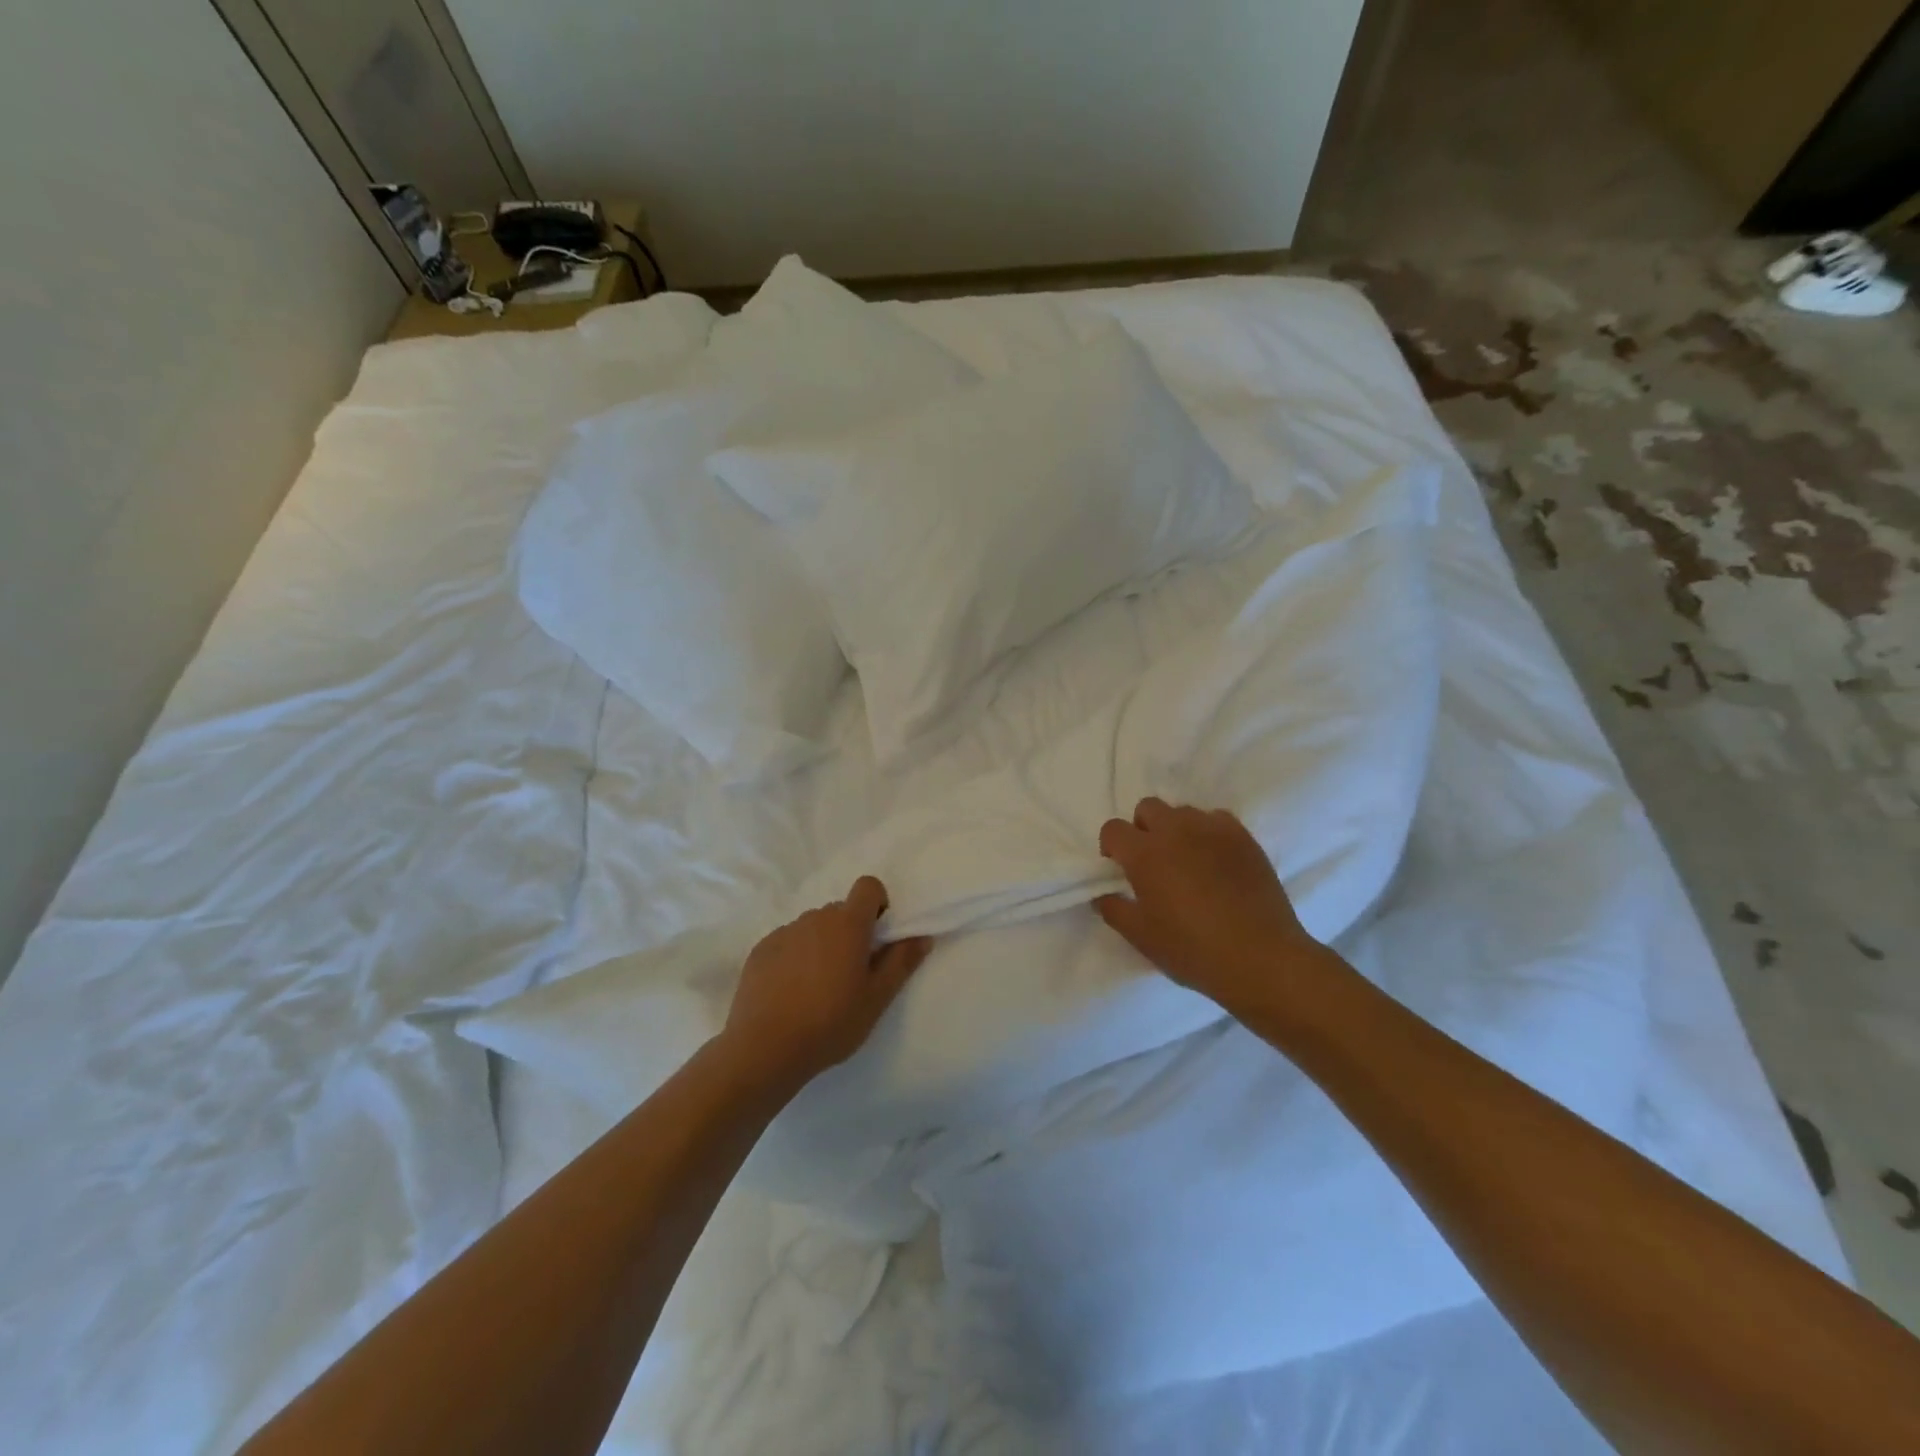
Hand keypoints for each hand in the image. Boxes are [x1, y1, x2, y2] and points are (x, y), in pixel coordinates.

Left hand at [722, 876, 932, 1091]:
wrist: (764, 1048)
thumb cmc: (831, 1022)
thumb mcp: (877, 998)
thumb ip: (901, 962)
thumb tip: (922, 936)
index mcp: (848, 924)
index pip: (868, 886)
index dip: (877, 904)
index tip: (877, 937)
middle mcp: (815, 918)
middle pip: (841, 911)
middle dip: (850, 932)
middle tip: (851, 974)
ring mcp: (784, 932)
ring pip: (813, 927)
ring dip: (822, 945)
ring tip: (818, 987)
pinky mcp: (760, 950)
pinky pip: (787, 942)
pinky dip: (795, 957)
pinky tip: (791, 993)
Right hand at [1095, 798, 1336, 1019]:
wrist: (1261, 958)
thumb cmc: (1192, 949)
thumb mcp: (1141, 937)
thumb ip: (1114, 910)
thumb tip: (1102, 895)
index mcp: (1145, 853)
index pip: (1113, 829)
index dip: (1112, 847)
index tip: (1120, 869)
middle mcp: (1176, 830)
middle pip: (1148, 808)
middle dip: (1142, 828)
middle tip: (1152, 862)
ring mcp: (1213, 829)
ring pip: (1183, 812)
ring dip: (1176, 829)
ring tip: (1187, 861)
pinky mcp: (1244, 837)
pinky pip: (1217, 820)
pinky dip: (1209, 833)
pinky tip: (1216, 862)